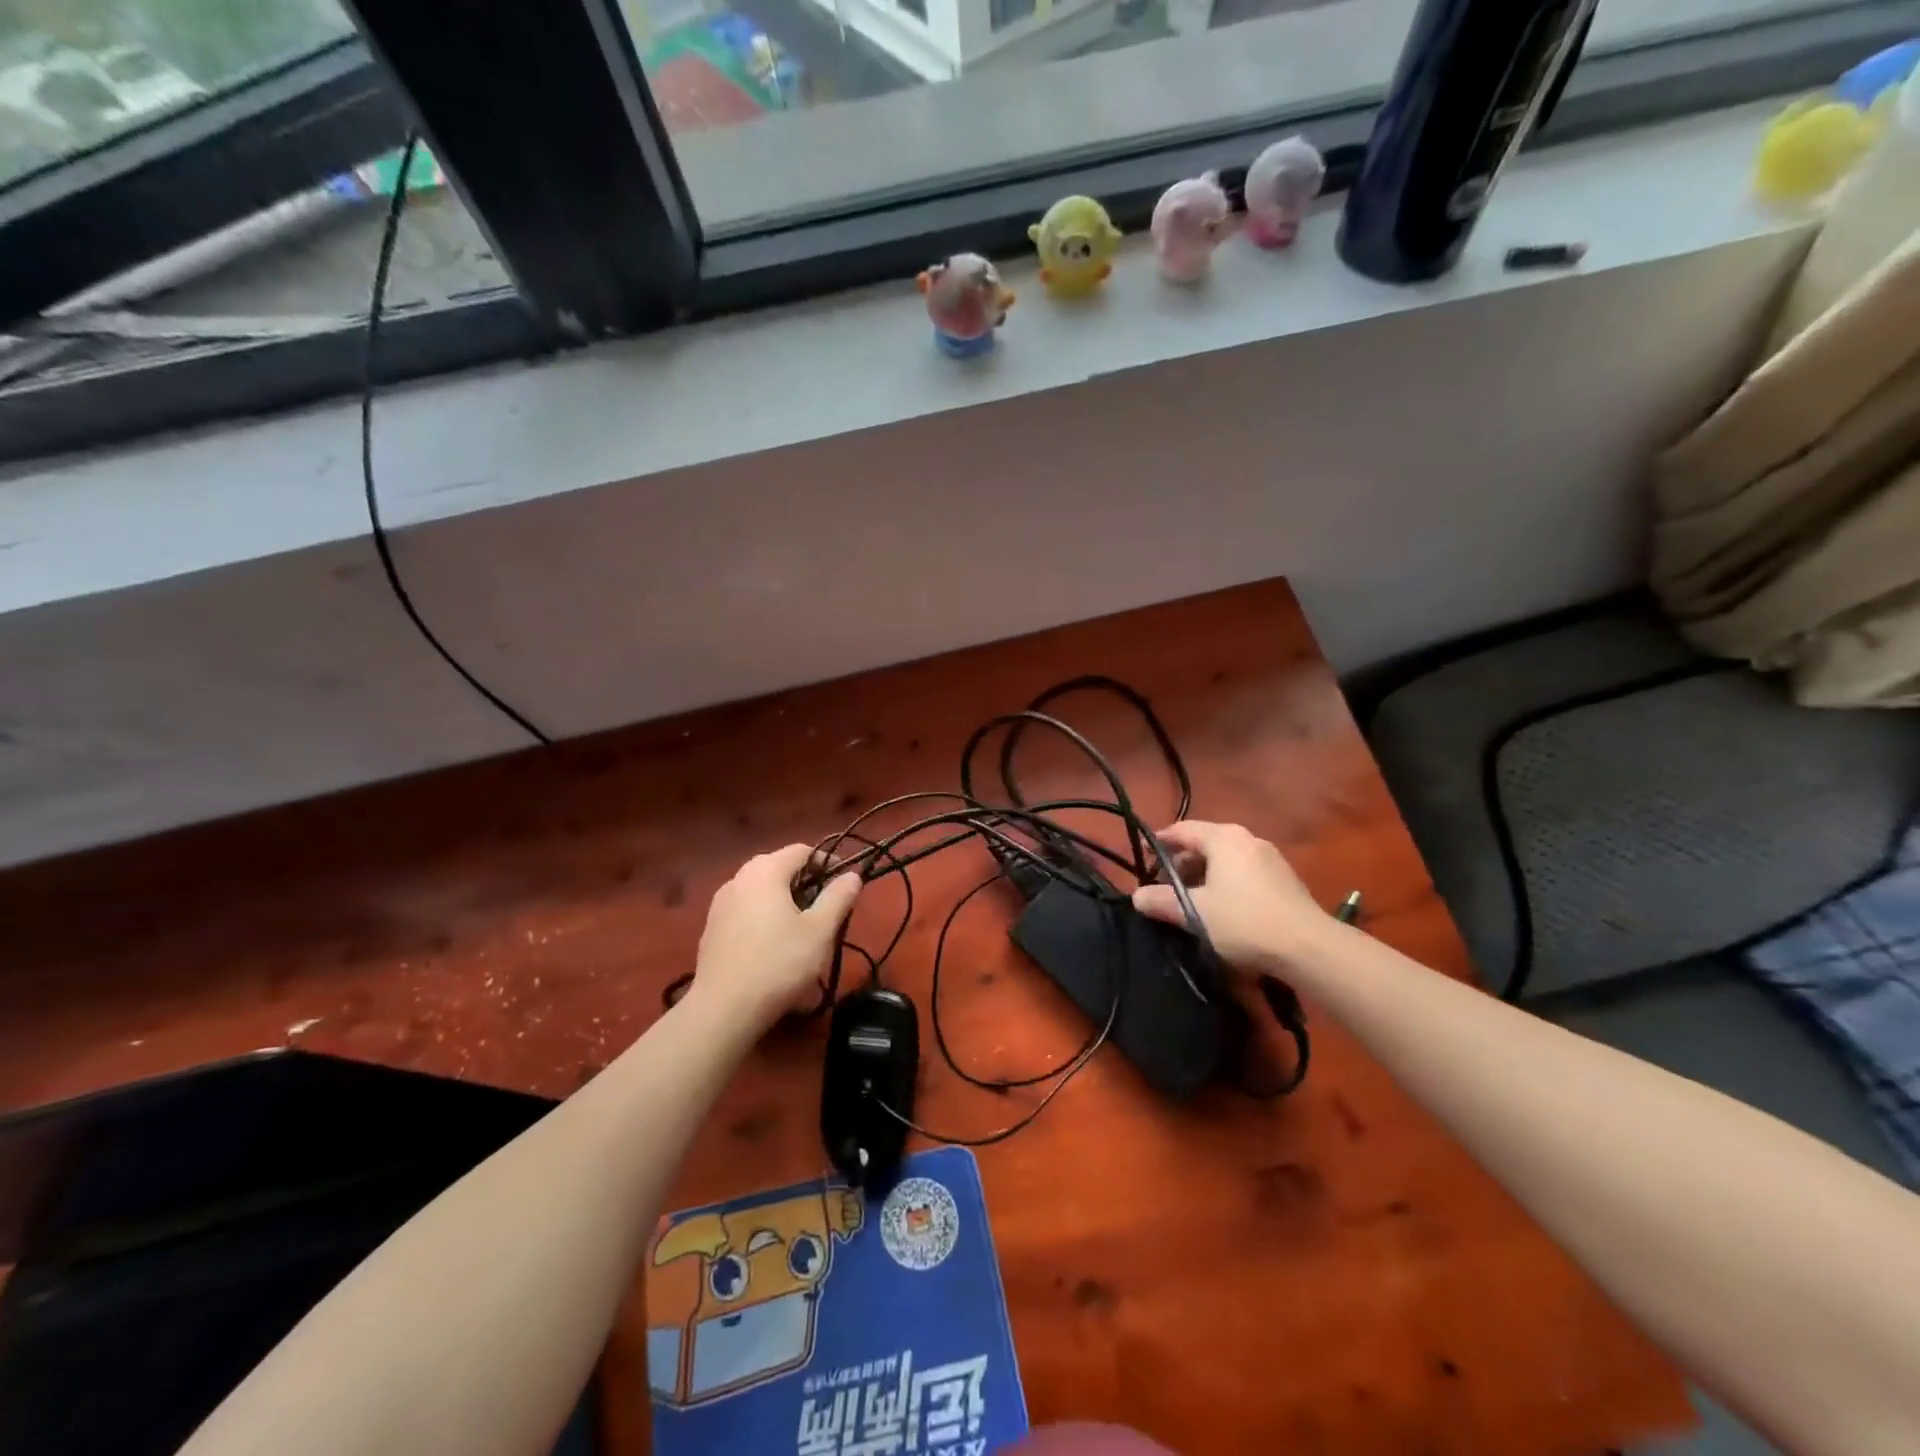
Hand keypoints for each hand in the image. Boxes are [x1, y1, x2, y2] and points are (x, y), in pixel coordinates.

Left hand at [686, 845, 861, 1033]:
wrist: (723, 1009)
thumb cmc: (779, 963)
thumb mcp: (820, 931)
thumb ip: (838, 897)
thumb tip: (852, 875)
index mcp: (765, 871)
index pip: (802, 851)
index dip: (827, 862)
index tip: (843, 885)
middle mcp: (738, 878)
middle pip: (778, 867)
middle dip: (804, 881)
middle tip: (824, 907)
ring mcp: (720, 903)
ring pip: (760, 889)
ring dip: (782, 899)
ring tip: (800, 928)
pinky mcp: (711, 927)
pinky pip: (744, 908)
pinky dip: (762, 915)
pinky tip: (771, 945)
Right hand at [1131, 821, 1326, 973]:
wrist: (1309, 948)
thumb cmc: (1244, 921)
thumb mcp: (1194, 913)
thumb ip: (1162, 901)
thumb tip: (1136, 897)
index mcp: (1224, 838)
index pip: (1181, 830)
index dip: (1158, 842)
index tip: (1141, 858)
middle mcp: (1247, 839)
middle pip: (1203, 843)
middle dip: (1179, 863)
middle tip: (1163, 887)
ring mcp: (1269, 858)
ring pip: (1224, 860)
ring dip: (1202, 876)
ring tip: (1189, 901)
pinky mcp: (1284, 879)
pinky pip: (1243, 873)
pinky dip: (1224, 883)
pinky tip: (1220, 910)